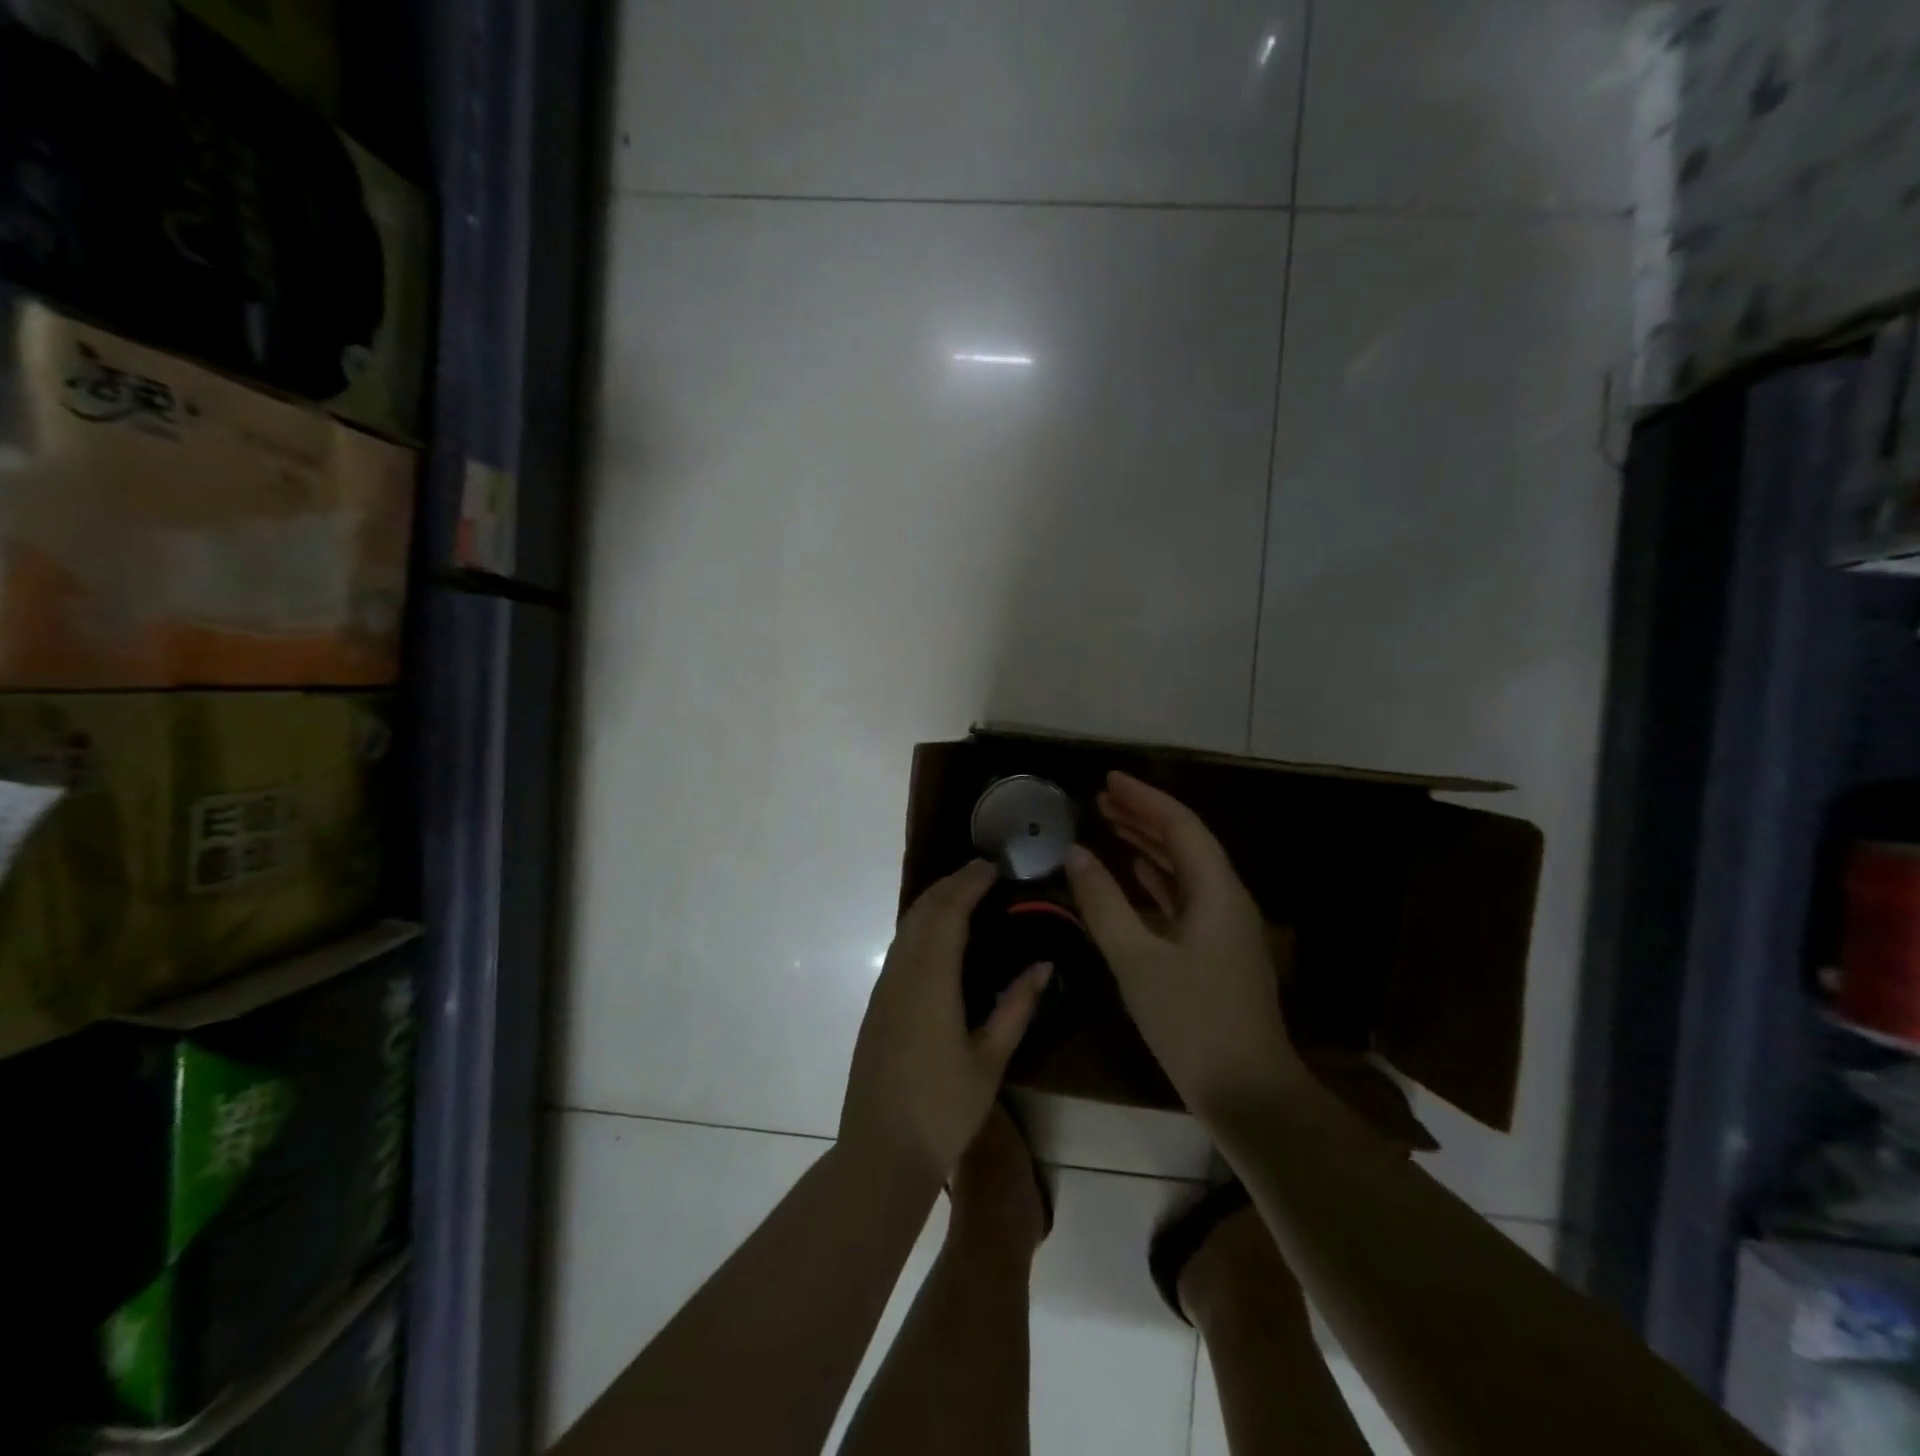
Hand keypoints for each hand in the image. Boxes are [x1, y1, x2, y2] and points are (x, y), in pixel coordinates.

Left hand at [840, 861, 1051, 1182]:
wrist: (881, 1151)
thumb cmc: (943, 1108)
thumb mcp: (990, 1060)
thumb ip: (1016, 1007)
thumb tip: (1043, 965)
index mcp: (931, 980)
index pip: (949, 913)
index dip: (969, 883)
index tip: (992, 866)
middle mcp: (902, 973)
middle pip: (922, 911)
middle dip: (950, 884)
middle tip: (981, 872)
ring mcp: (884, 989)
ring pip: (907, 928)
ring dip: (934, 903)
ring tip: (964, 895)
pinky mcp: (878, 1005)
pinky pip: (901, 948)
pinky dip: (922, 926)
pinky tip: (940, 938)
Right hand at [1065, 772, 1299, 1116]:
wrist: (1246, 1091)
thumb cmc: (1190, 1021)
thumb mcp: (1135, 959)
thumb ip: (1103, 902)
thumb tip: (1075, 854)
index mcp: (1216, 892)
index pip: (1180, 825)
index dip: (1144, 798)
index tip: (1107, 779)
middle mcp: (1226, 899)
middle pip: (1185, 842)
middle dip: (1144, 815)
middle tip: (1101, 798)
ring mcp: (1224, 926)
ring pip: (1184, 869)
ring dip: (1149, 844)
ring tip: (1110, 824)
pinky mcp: (1216, 950)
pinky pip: (1184, 897)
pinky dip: (1157, 879)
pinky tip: (1134, 874)